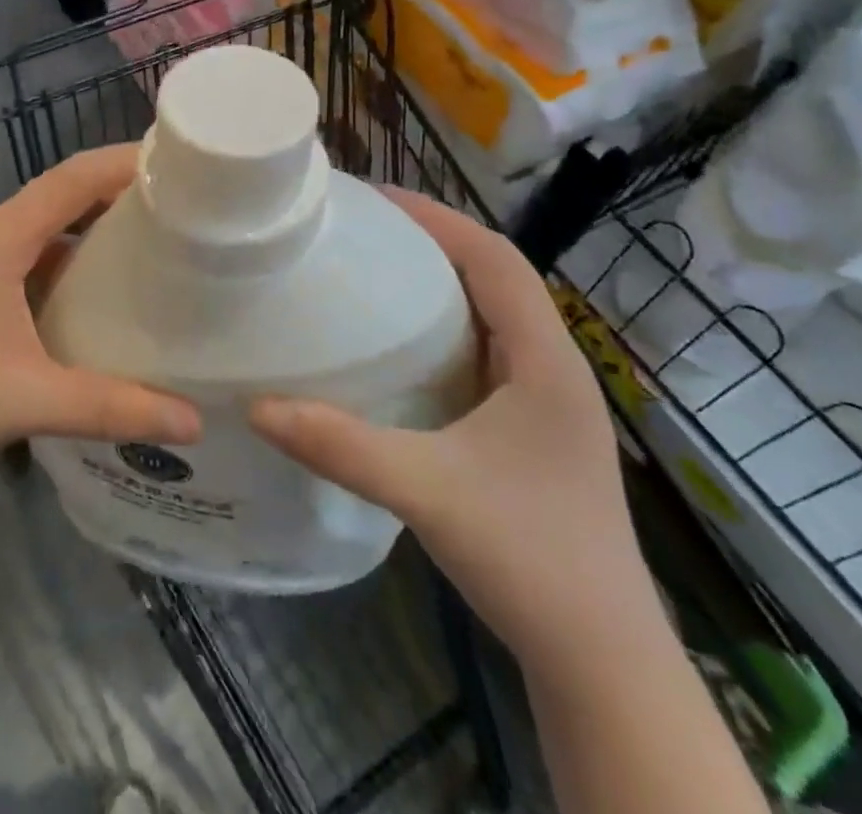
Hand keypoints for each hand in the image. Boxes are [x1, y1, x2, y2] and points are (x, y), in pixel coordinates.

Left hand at [0, 146, 201, 478]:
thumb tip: (194, 422)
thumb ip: (113, 408)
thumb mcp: (31, 399)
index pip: (74, 178)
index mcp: (4, 237)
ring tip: (154, 238)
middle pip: (64, 194)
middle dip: (120, 190)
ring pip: (48, 227)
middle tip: (183, 203)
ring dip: (95, 224)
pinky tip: (101, 291)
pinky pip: (35, 257)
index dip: (125, 162)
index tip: (181, 164)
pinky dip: (72, 259)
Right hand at [249, 192, 651, 670]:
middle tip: (364, 230)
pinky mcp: (530, 430)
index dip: (439, 219)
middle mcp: (552, 366)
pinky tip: (399, 349)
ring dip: (440, 284)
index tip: (377, 199)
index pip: (496, 258)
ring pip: (491, 315)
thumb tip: (258, 406)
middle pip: (495, 276)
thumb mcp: (428, 492)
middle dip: (434, 242)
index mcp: (545, 359)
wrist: (603, 661)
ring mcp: (545, 401)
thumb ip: (342, 446)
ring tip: (374, 272)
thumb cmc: (531, 558)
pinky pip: (485, 353)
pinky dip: (444, 330)